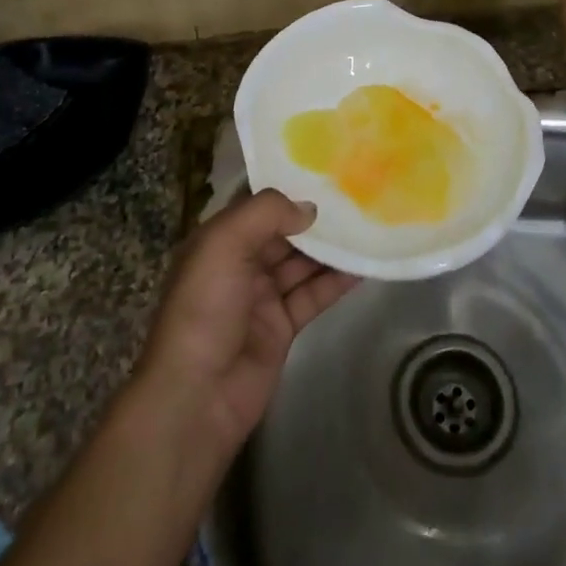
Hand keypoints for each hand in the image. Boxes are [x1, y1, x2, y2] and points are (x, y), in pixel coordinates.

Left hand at [136, 190, 359, 450]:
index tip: (326, 169)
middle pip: (285, 232)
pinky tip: (365, 265)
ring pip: (303, 262)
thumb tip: (310, 208)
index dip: (288, 187)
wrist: (196, 396)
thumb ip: (266, 214)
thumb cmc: (203, 309)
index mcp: (219, 240)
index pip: (257, 205)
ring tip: (369, 224)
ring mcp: (262, 296)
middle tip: (357, 195)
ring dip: (332, 247)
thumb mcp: (224, 245)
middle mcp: (240, 263)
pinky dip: (337, 281)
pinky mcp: (283, 327)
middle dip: (316, 217)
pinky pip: (314, 294)